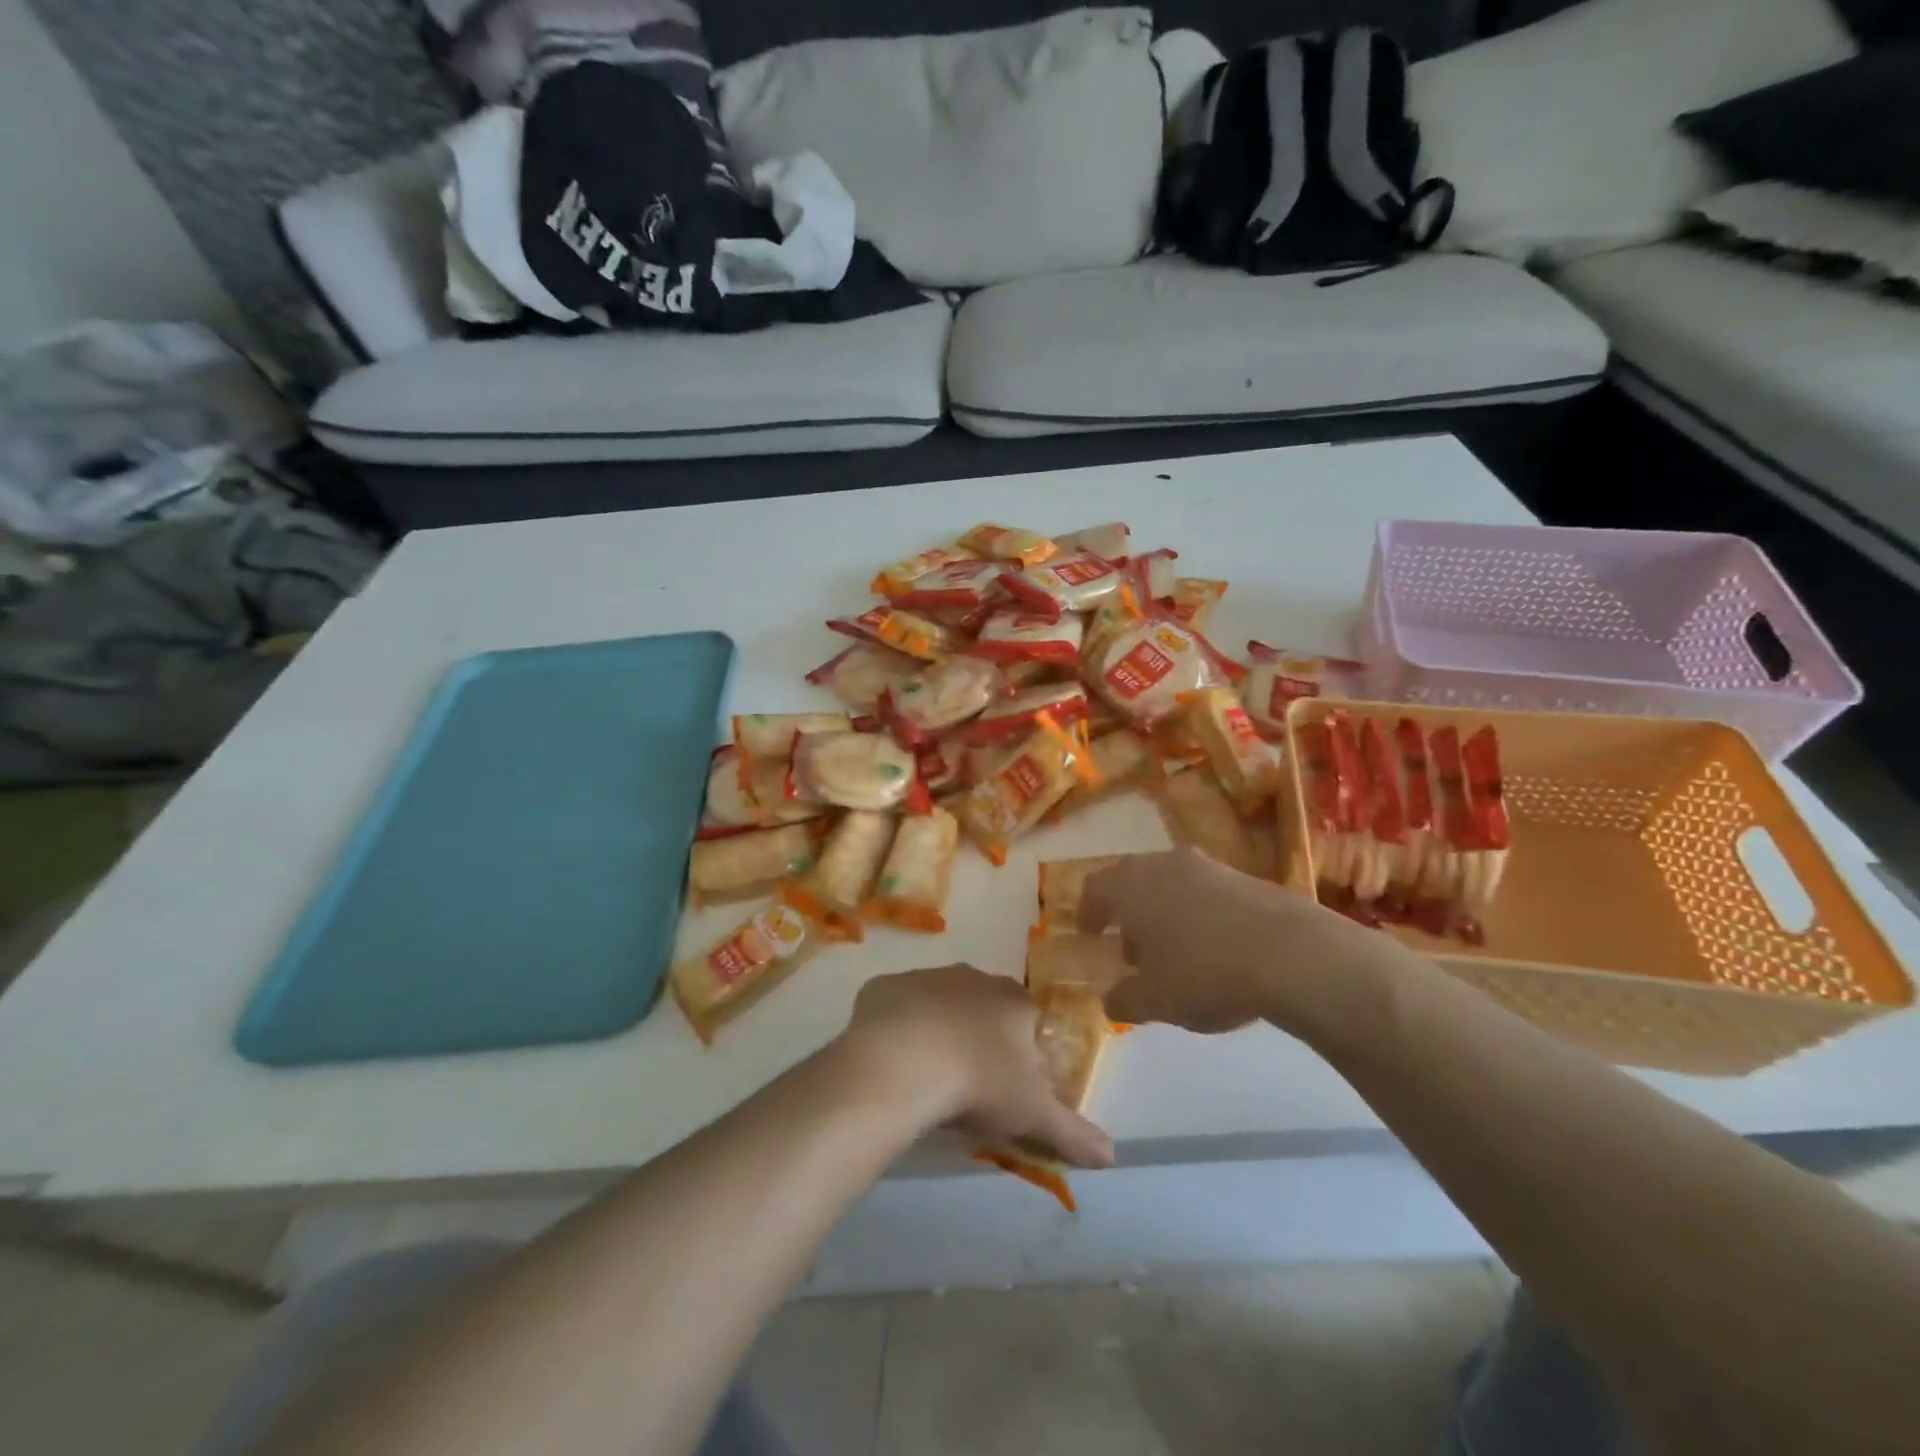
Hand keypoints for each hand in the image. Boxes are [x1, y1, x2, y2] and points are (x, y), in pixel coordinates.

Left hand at [842, 966, 1113, 1169]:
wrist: (901, 1062)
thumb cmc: (977, 1082)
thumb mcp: (1033, 1114)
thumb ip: (1074, 1133)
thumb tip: (1112, 1156)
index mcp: (1012, 1000)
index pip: (1029, 1018)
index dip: (1024, 1050)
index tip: (1012, 1084)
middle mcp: (972, 977)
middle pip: (984, 1006)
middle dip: (981, 1036)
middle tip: (969, 1082)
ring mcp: (925, 977)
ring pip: (939, 1002)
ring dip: (938, 1029)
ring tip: (928, 1074)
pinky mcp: (884, 987)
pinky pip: (896, 1005)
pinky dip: (897, 1026)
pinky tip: (892, 1060)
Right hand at [1079, 847, 1384, 1033]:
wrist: (1292, 954)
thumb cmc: (1204, 972)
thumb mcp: (1154, 1000)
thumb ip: (1124, 999)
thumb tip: (1111, 1000)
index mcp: (1131, 884)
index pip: (1095, 888)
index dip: (1088, 912)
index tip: (1089, 934)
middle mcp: (1164, 864)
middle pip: (1134, 882)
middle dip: (1129, 915)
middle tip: (1132, 952)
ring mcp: (1209, 867)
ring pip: (1172, 886)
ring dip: (1165, 915)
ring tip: (1176, 956)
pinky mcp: (1247, 878)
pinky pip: (1207, 894)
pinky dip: (1199, 916)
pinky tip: (1216, 952)